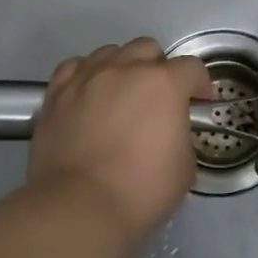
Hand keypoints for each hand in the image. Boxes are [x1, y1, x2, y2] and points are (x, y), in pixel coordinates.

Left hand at [25, 39, 211, 252]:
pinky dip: (86, 74)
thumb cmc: (141, 190)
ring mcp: (88, 77)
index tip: (199, 103)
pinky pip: (75, 67)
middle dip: (158, 68)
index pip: (192, 68)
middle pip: (148, 49)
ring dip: (122, 68)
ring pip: (111, 52)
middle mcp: (127, 69)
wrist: (78, 208)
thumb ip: (181, 135)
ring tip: (120, 94)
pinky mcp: (57, 93)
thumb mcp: (185, 166)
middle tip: (157, 98)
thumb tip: (171, 132)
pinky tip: (88, 93)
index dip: (200, 85)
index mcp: (165, 83)